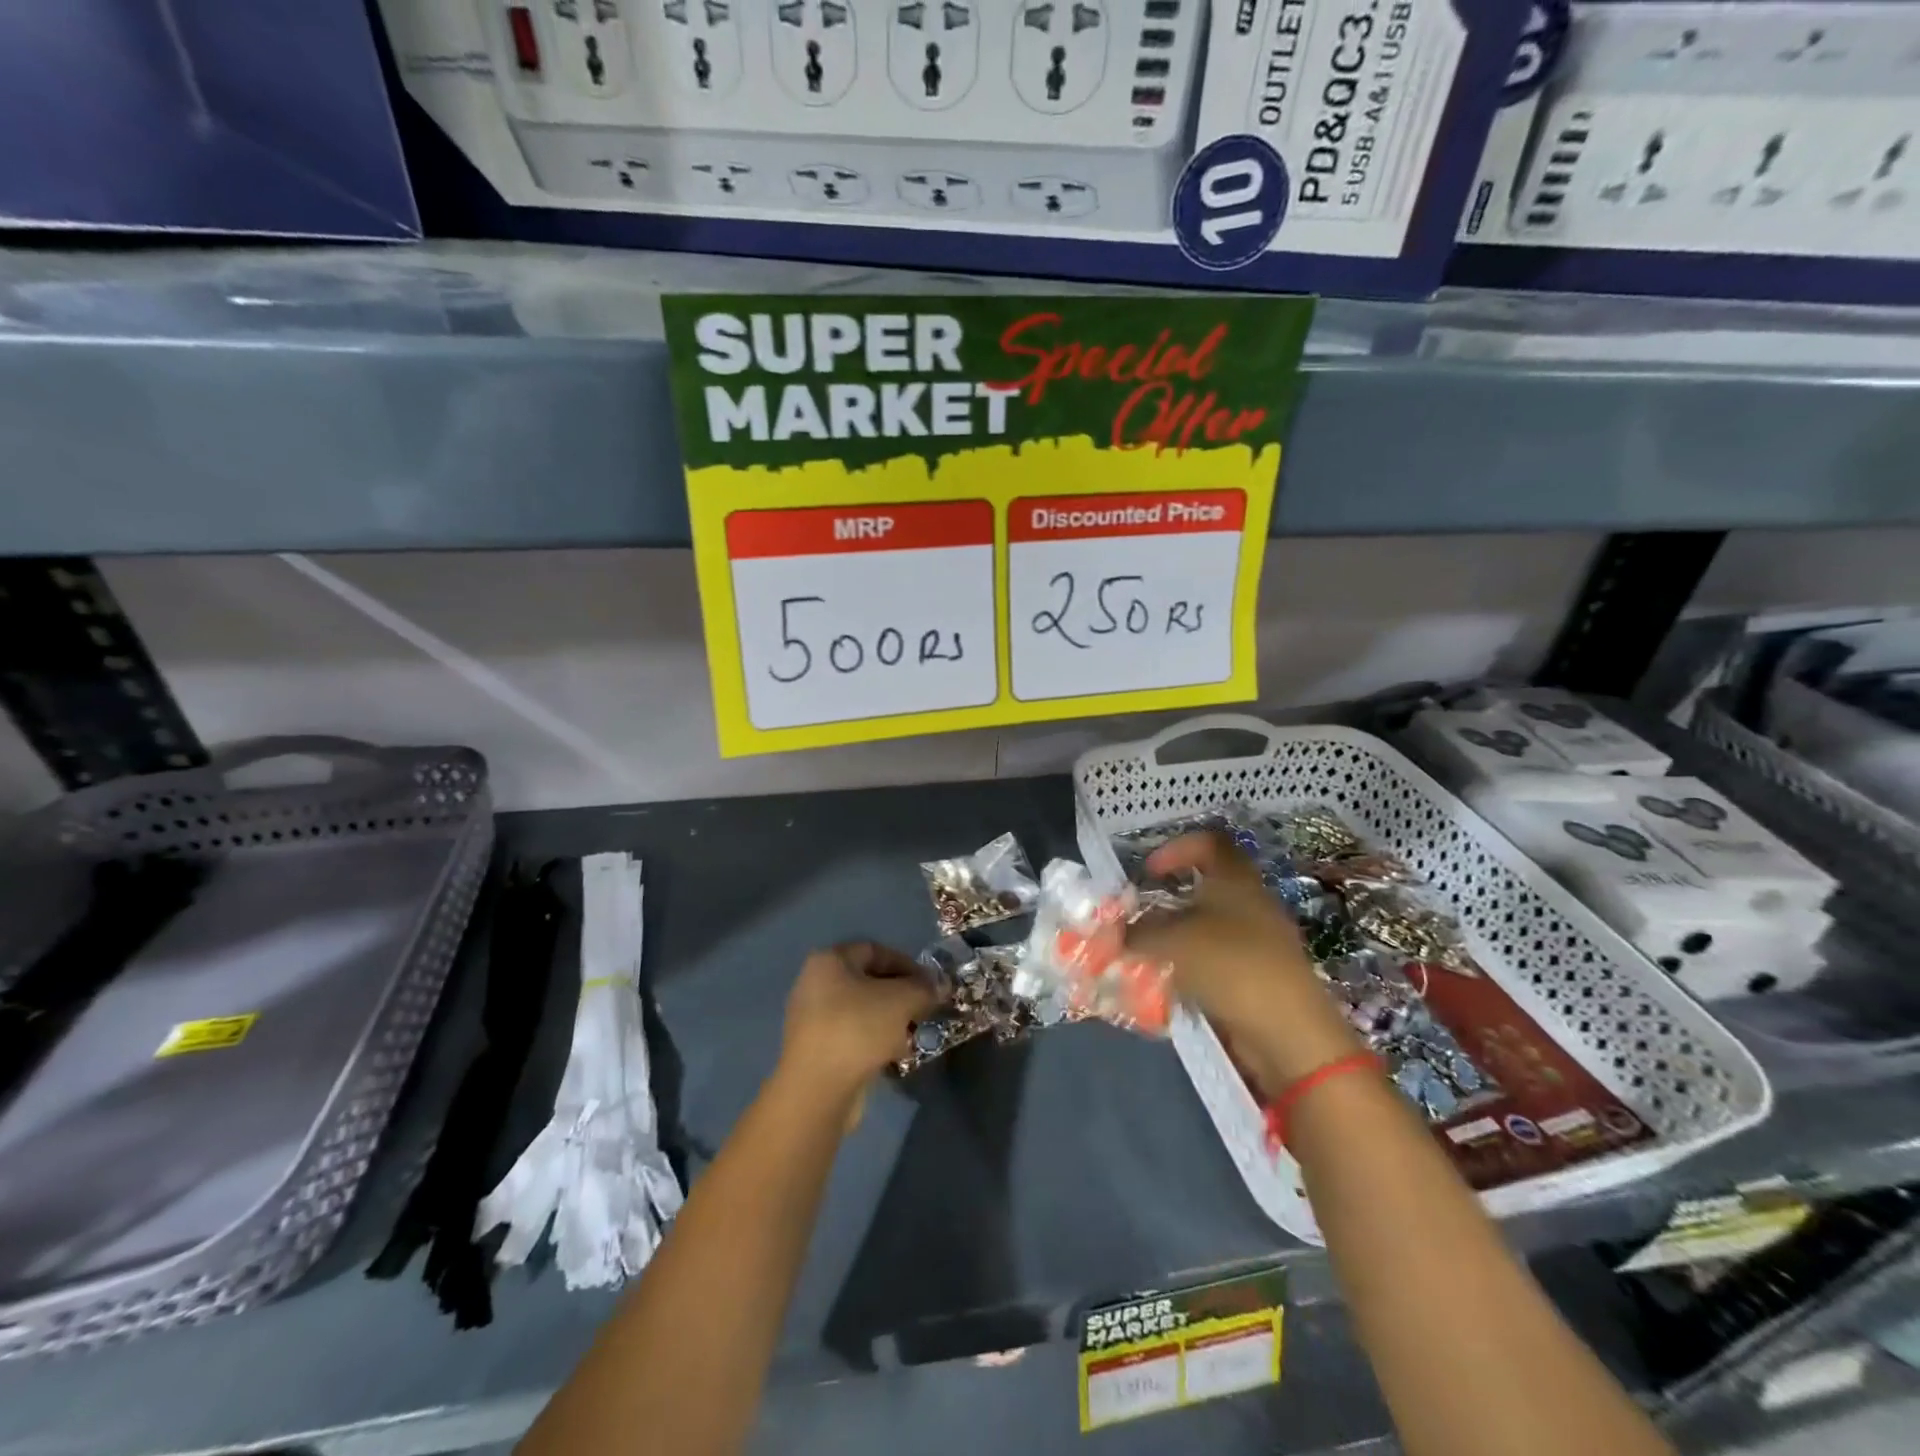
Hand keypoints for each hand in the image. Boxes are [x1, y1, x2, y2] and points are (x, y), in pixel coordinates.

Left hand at [779, 942, 939, 1104]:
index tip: (930, 984)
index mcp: (829, 961)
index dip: (907, 964)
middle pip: (868, 981)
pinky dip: (874, 1040)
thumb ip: (924, 988)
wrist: (818, 1090)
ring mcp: (812, 1019)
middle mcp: (815, 984)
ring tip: (912, 1034)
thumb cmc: (858, 1029)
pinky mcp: (815, 1050)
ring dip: (889, 1019)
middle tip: (924, 1009)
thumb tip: (940, 986)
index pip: (875, 950)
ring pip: (861, 1010)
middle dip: (900, 994)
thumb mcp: (902, 1000)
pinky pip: (852, 1035)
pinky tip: (893, 1054)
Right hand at [1126, 833, 1360, 1090]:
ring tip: (1150, 955)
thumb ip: (1138, 932)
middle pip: (1208, 886)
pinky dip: (1194, 965)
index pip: (1209, 843)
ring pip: (1210, 926)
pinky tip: (1173, 985)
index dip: (1176, 848)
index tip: (1149, 872)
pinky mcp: (1260, 974)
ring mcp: (1260, 940)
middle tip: (1142, 916)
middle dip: (1170, 899)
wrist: (1287, 1031)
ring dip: (1178, 936)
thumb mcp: (1172, 942)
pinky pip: (1219, 959)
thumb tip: (1118, 930)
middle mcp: (1252, 902)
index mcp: (1235, 879)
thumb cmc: (1230, 965)